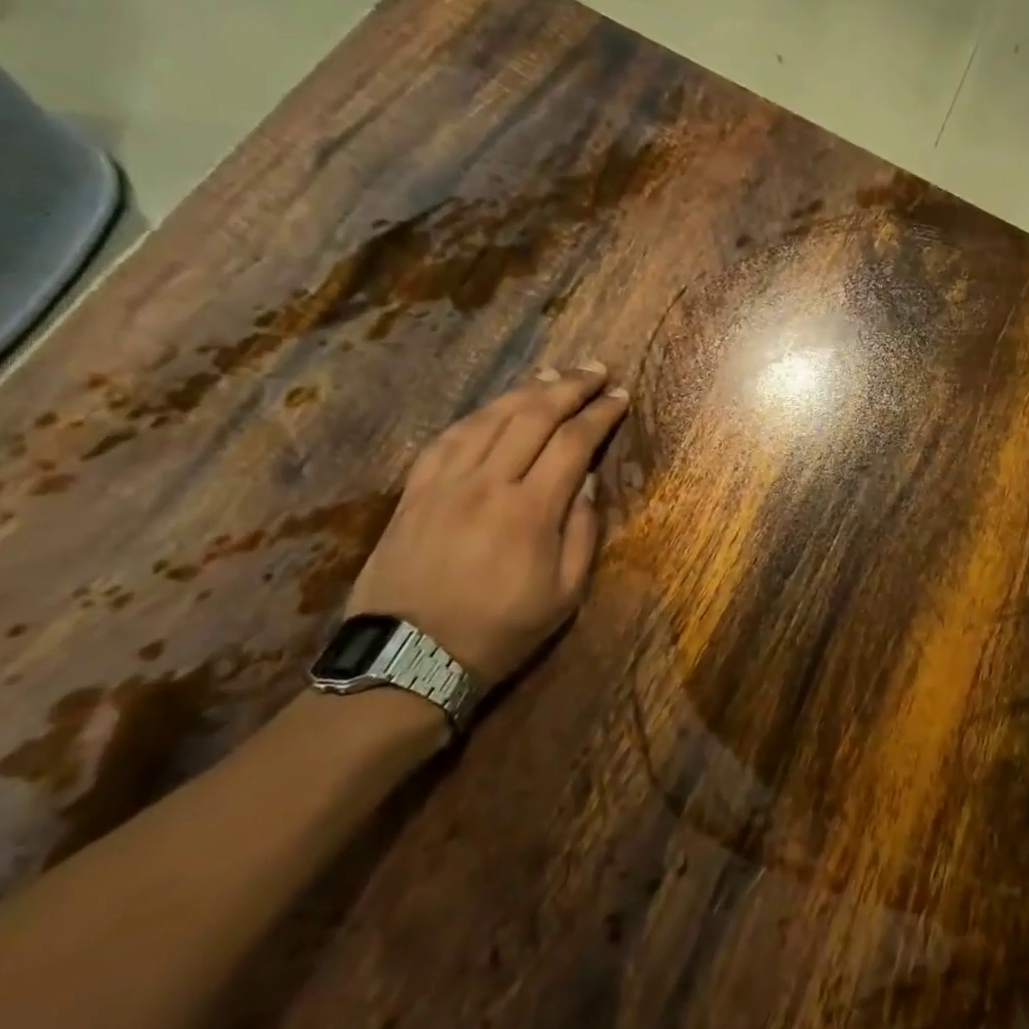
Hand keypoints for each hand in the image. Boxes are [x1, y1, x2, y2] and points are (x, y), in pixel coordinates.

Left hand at [346, 363, 629, 689]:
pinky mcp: (414, 492)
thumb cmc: (499, 631)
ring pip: (489, 418)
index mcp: (529, 512)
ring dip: (526, 390)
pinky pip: (448, 438)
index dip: (599, 414)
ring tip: (553, 374)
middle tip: (595, 369)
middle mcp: (487, 484)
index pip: (572, 443)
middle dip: (569, 386)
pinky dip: (478, 415)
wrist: (408, 660)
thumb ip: (582, 534)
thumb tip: (586, 482)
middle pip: (532, 416)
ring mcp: (444, 484)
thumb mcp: (564, 596)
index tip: (620, 396)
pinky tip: (494, 407)